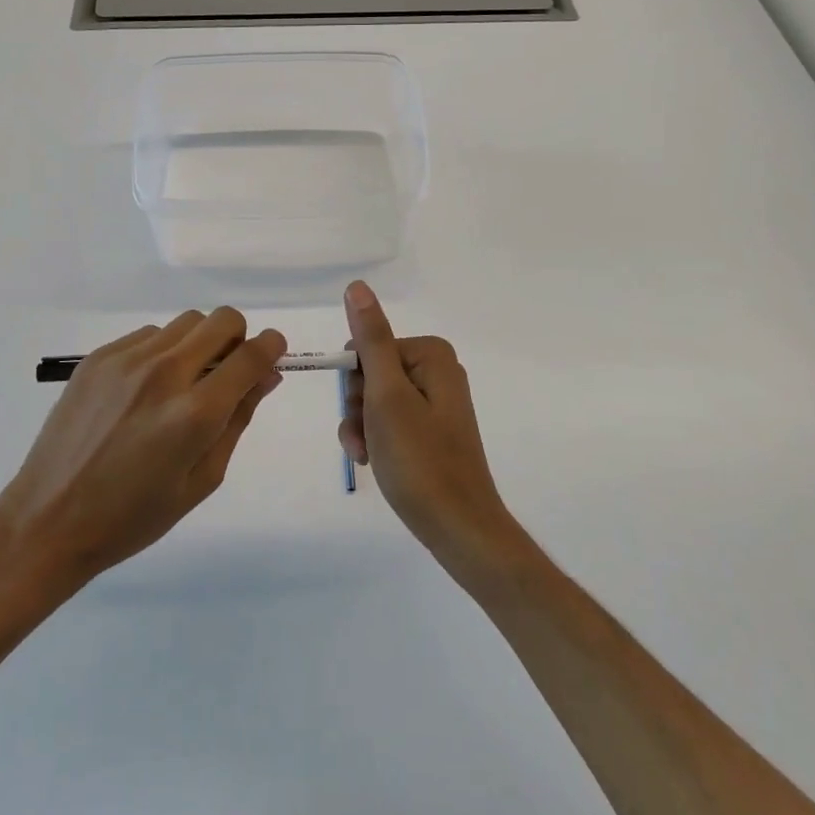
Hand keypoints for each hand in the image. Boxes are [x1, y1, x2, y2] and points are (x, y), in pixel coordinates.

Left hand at [0, 309, 285, 590]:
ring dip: (198, 343)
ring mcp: (127, 360)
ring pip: (186, 322)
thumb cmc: (133, 516)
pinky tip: (144, 390)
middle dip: (237, 338)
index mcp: (195, 414)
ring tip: (181, 384)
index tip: (274, 351)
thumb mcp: (201, 480)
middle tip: (227, 371)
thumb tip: (267, 375)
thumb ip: (238, 420)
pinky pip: (150, 335)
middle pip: (222, 320)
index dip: (272, 346)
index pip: (251, 355)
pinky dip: (162, 352)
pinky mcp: (99, 356)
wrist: (48, 519)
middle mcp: (164, 373)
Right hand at [339, 282, 522, 578]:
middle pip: (371, 373)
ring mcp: (435, 402)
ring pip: (375, 400)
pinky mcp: (432, 430)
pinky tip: (375, 462)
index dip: (355, 382)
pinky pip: (390, 421)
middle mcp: (437, 371)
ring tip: (368, 456)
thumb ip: (371, 339)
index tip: (362, 412)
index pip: (367, 348)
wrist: (458, 528)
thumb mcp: (387, 396)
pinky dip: (376, 439)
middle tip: (365, 438)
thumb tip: (357, 287)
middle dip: (358, 407)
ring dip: (361, 427)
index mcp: (431, 355)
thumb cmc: (420, 460)